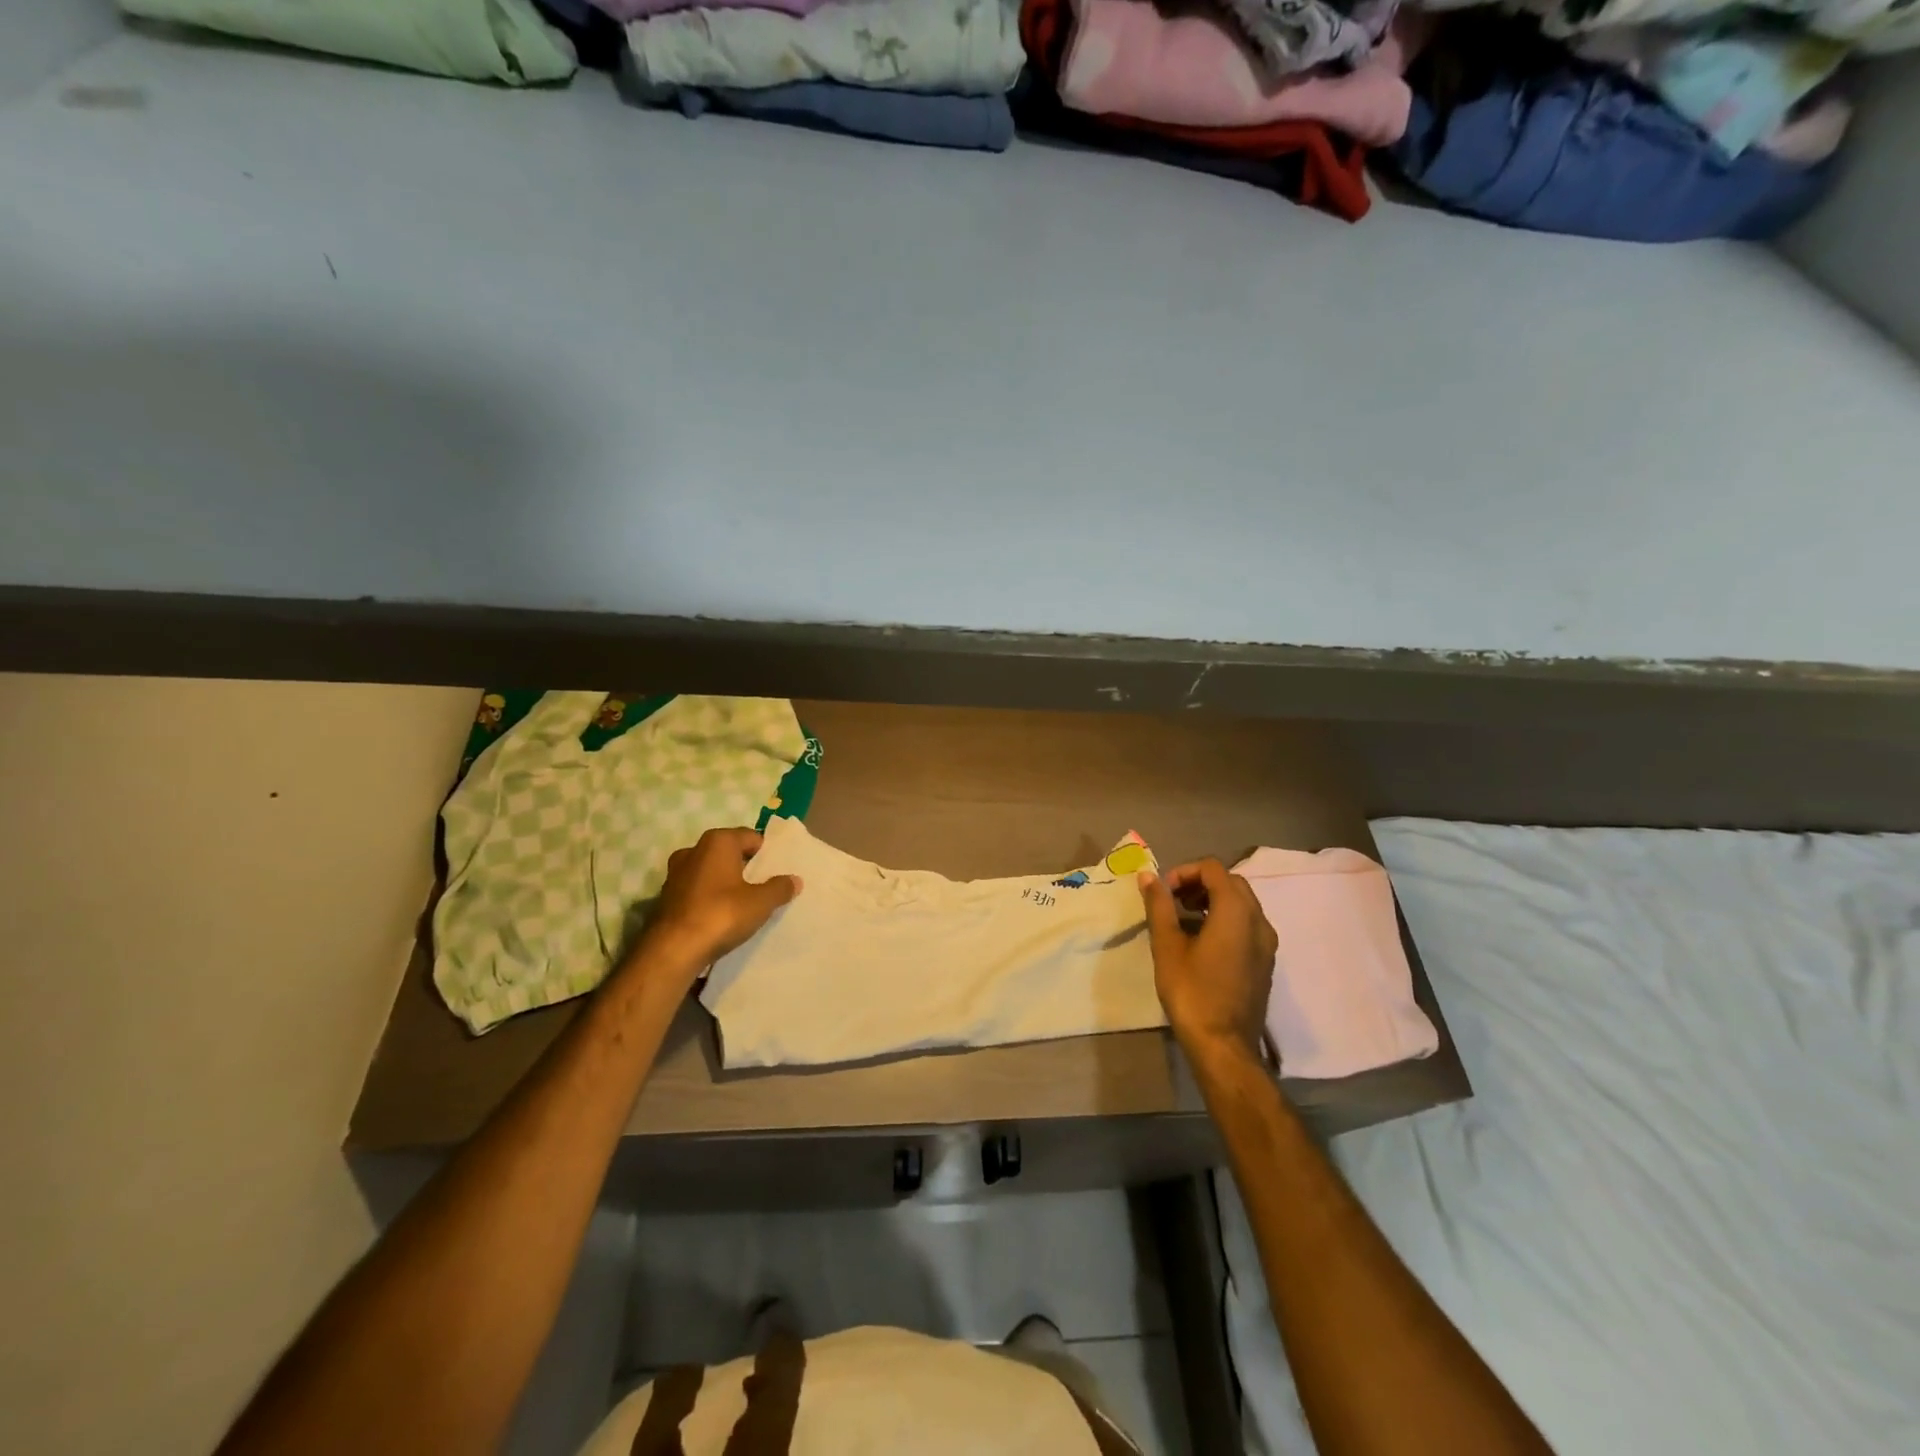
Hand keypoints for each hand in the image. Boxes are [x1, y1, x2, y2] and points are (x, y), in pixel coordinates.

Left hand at [637, 826, 800, 973]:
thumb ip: (780, 888)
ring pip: (712, 871)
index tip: (779, 871)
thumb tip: (794, 880)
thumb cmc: (721, 914)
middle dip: (747, 867)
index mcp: (718, 841)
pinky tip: (721, 916)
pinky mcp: (667, 896)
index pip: (751, 837)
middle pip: (730, 853)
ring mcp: (676, 873)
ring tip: (745, 903)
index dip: (768, 853)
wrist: (673, 950)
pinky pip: (698, 890)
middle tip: (765, 886)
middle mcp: (694, 849)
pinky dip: (710, 897)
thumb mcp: (761, 902)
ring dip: (727, 883)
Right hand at [1139, 859, 1275, 1064]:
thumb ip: (1159, 906)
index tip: (1163, 893)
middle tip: (1172, 902)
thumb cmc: (1192, 992)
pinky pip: (1247, 924)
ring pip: (1242, 904)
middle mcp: (1259, 920)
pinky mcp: (1266, 961)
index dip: (1184, 872)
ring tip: (1183, 921)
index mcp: (1236, 911)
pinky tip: (1201, 942)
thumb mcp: (1167, 946)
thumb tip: (1147, 876)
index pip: (1212, 869)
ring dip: (1212, 901)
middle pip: (1230, 882)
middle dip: (1199, 884)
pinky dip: (1225, 920)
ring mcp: (1267, 942)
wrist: (1224, 1046)